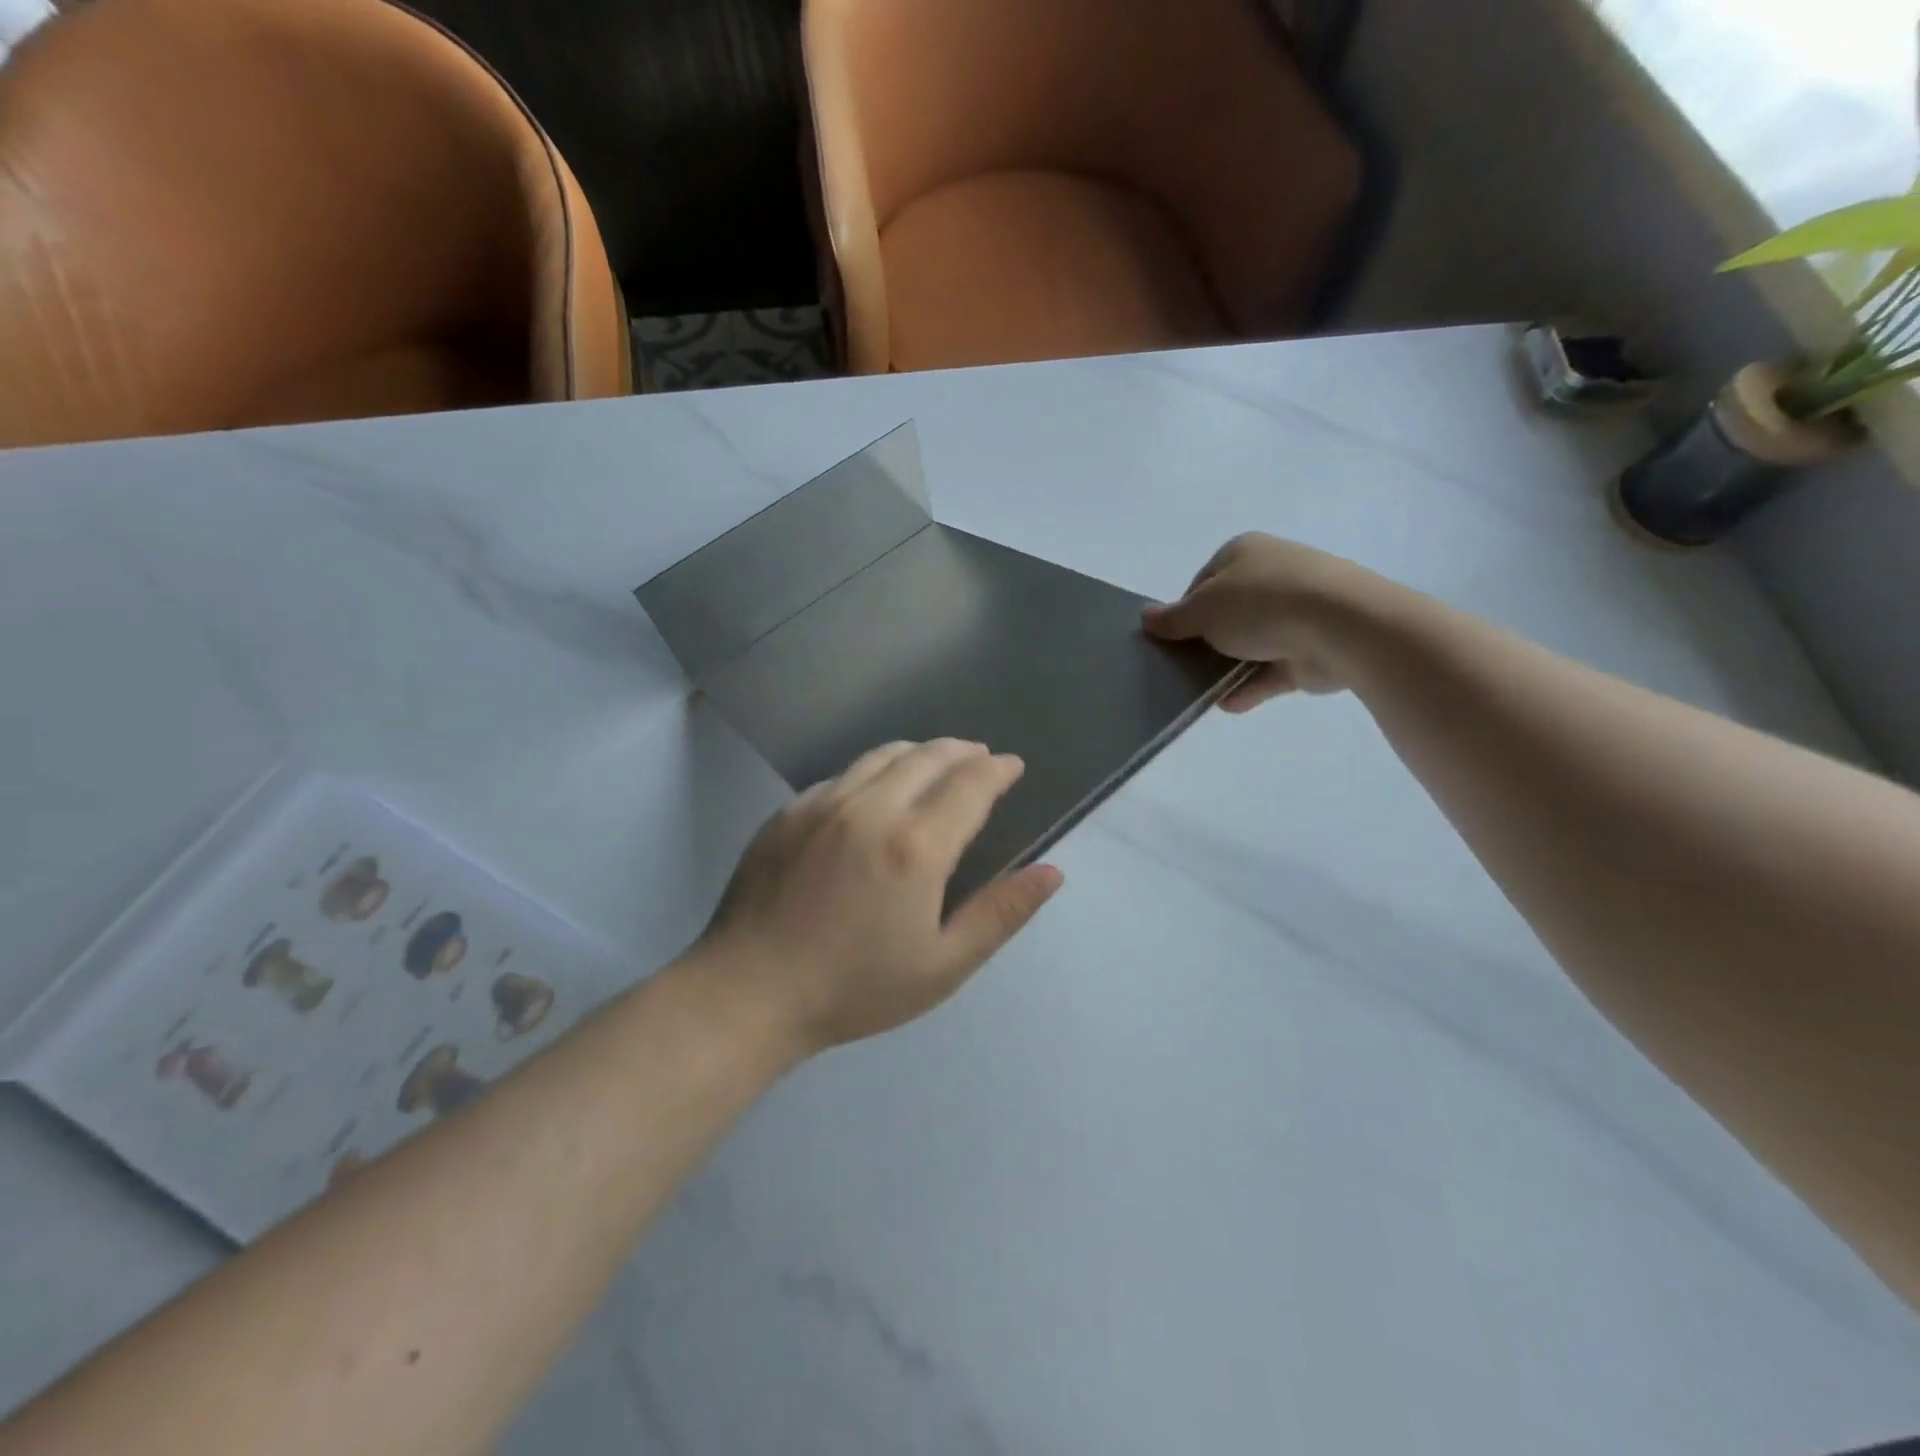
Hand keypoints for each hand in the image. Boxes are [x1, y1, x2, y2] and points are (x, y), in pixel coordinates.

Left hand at [693, 739, 1064, 1054]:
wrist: (748, 993)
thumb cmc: (854, 988)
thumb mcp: (942, 965)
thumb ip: (1000, 913)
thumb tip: (1051, 872)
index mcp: (916, 845)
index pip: (971, 784)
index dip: (998, 770)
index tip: (1012, 766)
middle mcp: (872, 808)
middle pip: (929, 756)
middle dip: (964, 751)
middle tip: (981, 757)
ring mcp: (824, 803)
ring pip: (884, 755)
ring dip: (920, 751)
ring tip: (937, 760)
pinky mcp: (789, 811)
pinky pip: (844, 774)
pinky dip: (874, 770)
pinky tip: (876, 790)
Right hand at [1142, 533, 1386, 710]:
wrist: (1340, 626)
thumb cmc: (1260, 604)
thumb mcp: (1202, 609)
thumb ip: (1172, 618)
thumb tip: (1145, 617)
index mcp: (1244, 553)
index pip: (1204, 581)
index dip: (1185, 609)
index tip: (1174, 636)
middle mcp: (1272, 576)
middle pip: (1227, 613)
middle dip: (1206, 640)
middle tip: (1183, 664)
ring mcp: (1296, 613)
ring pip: (1250, 643)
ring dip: (1226, 667)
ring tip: (1200, 690)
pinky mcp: (1311, 650)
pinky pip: (1271, 671)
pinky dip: (1249, 687)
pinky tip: (1227, 704)